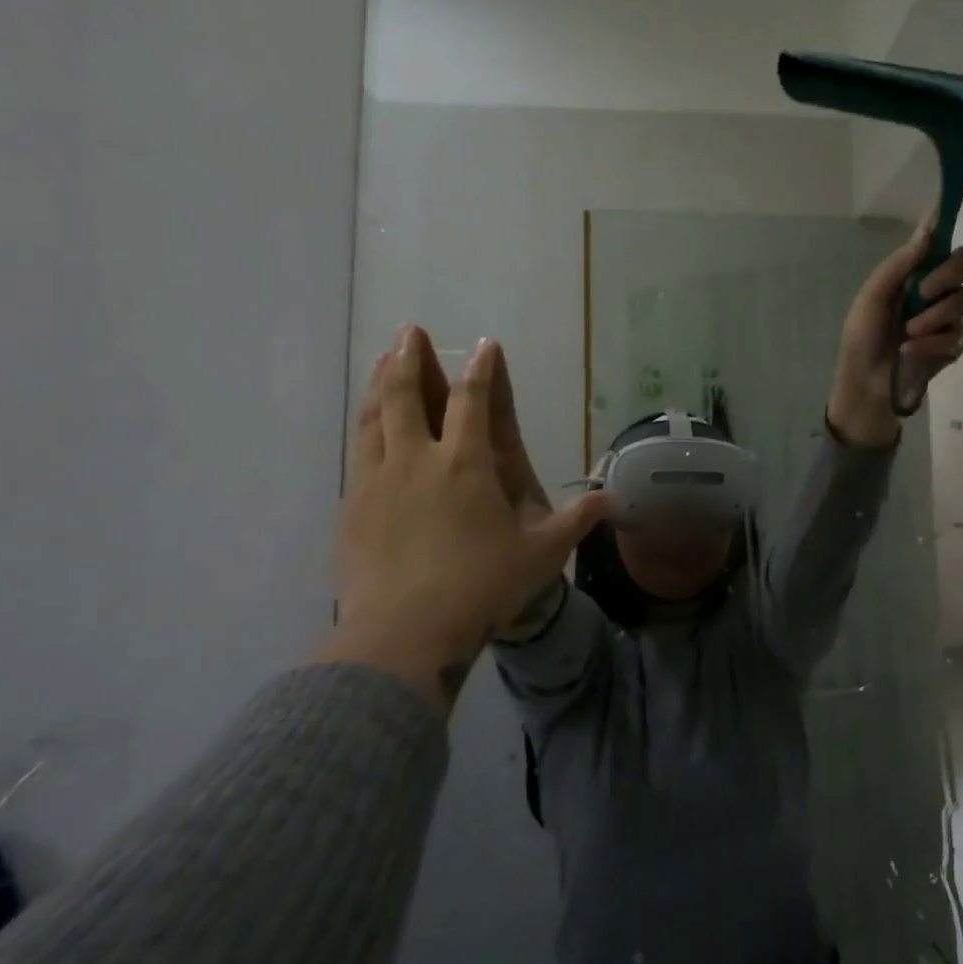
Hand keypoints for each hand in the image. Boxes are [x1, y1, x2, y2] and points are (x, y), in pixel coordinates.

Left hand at [312, 327, 607, 709]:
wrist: (403, 633)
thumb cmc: (481, 588)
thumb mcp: (541, 556)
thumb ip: (576, 521)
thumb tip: (610, 498)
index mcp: (465, 464)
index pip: (474, 401)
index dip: (482, 369)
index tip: (483, 344)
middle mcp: (418, 460)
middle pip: (409, 395)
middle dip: (411, 358)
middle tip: (409, 330)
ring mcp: (378, 480)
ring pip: (376, 417)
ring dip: (381, 383)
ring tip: (383, 359)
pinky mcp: (352, 505)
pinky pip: (358, 450)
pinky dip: (365, 424)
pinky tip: (366, 422)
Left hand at [827, 218, 962, 447]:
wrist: (865, 386)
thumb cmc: (861, 338)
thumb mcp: (872, 297)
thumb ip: (899, 264)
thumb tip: (927, 228)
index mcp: (912, 273)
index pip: (940, 243)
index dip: (947, 227)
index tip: (949, 217)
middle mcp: (935, 290)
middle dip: (947, 276)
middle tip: (925, 292)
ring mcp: (947, 318)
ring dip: (934, 316)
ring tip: (908, 333)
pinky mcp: (954, 346)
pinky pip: (958, 334)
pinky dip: (931, 344)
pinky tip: (910, 352)